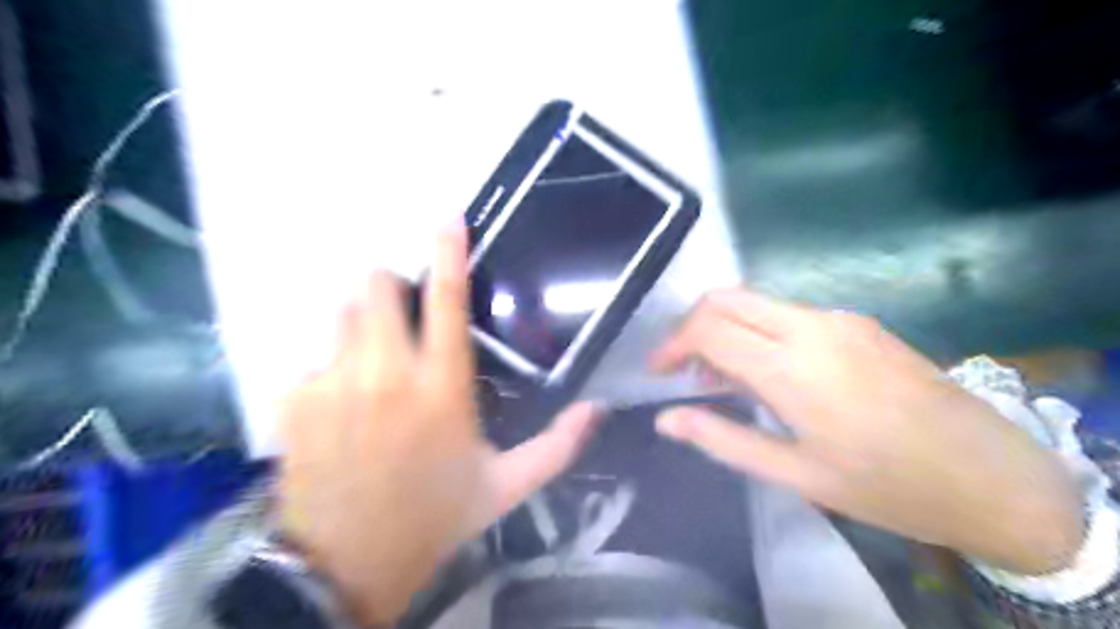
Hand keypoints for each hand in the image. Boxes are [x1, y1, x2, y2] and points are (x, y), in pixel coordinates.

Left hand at [277, 222, 598, 624]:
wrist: (346, 566)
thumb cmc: (435, 518)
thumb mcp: (507, 487)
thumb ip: (558, 446)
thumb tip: (598, 409)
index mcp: (442, 388)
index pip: (445, 301)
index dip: (447, 253)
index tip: (447, 218)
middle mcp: (385, 374)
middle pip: (375, 287)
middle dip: (391, 285)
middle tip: (404, 309)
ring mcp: (331, 383)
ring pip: (341, 313)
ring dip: (362, 321)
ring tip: (375, 357)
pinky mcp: (293, 400)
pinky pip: (312, 358)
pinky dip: (330, 366)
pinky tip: (342, 403)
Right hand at [654, 290, 1080, 573]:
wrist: (996, 477)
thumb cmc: (887, 486)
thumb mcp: (795, 473)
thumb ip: (722, 438)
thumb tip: (666, 419)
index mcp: (792, 368)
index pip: (708, 328)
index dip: (673, 344)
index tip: (659, 371)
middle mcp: (812, 327)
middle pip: (727, 298)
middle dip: (692, 325)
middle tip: (683, 366)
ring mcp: (839, 319)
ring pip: (757, 302)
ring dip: (726, 328)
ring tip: (723, 377)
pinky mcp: (859, 323)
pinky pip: (789, 314)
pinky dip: (759, 331)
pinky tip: (769, 371)